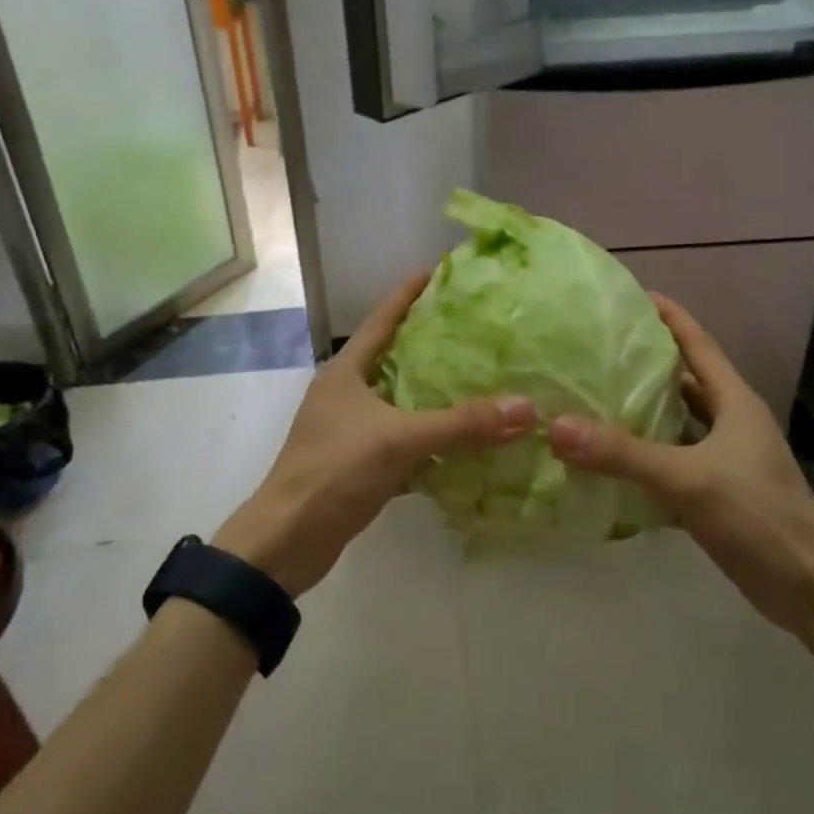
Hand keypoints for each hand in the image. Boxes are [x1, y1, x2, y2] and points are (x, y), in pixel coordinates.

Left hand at [213, 273, 533, 596]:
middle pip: (393, 359)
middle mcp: (346, 395)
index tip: (435, 272)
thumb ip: (463, 424)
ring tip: (478, 380)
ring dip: (434, 397)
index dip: (407, 295)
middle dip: (430, 345)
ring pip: (400, 404)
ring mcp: (350, 432)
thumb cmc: (335, 471)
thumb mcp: (401, 440)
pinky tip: (464, 445)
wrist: (288, 541)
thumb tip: (525, 407)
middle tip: (474, 329)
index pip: (381, 321)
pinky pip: (403, 444)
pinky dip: (430, 444)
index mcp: (345, 372)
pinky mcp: (358, 467)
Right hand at [547, 294, 813, 633]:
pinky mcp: (714, 493)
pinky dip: (642, 457)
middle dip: (645, 363)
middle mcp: (730, 423)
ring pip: (675, 423)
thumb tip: (557, 427)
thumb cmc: (757, 515)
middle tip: (597, 348)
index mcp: (734, 402)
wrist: (807, 587)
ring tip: (593, 396)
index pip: (698, 344)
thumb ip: (623, 453)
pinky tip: (606, 459)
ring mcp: (724, 459)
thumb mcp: (688, 478)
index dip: (669, 317)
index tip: (633, 295)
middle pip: (684, 380)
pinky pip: (670, 462)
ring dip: (641, 411)